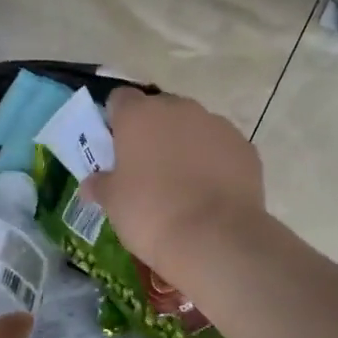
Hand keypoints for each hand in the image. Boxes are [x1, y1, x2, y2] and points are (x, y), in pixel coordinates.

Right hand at [83, 88, 266, 279]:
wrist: (214, 237)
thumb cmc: (151, 214)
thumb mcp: (113, 203)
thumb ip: (101, 185)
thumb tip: (92, 183)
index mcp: (139, 115)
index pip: (120, 100)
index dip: (116, 121)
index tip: (116, 147)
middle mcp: (179, 109)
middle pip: (160, 111)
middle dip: (154, 133)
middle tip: (148, 170)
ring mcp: (217, 125)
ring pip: (195, 128)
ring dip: (187, 146)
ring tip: (184, 185)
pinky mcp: (245, 147)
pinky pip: (222, 149)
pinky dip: (215, 163)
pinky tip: (211, 194)